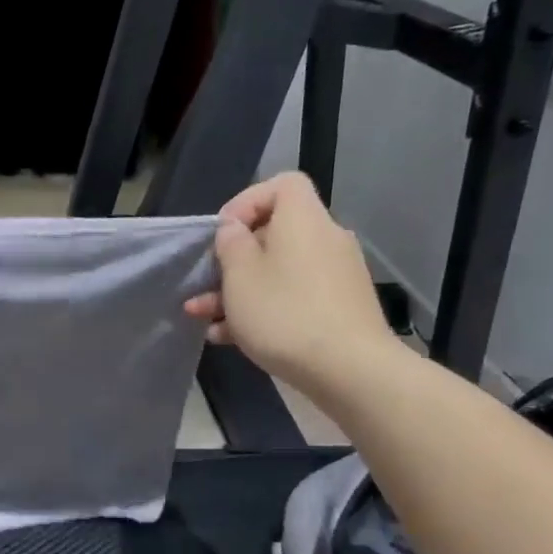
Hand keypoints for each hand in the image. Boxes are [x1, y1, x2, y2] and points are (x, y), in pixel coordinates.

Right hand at [185, 172, 400, 395]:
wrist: (349, 368)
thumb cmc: (284, 313)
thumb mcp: (240, 276)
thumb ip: (230, 245)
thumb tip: (234, 230)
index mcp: (303, 220)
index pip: (282, 185)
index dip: (247, 201)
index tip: (223, 233)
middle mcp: (324, 239)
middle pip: (274, 234)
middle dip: (233, 260)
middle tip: (204, 284)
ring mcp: (335, 275)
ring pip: (278, 272)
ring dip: (238, 291)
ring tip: (203, 317)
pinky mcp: (338, 308)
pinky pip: (292, 296)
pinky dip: (262, 309)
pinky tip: (228, 337)